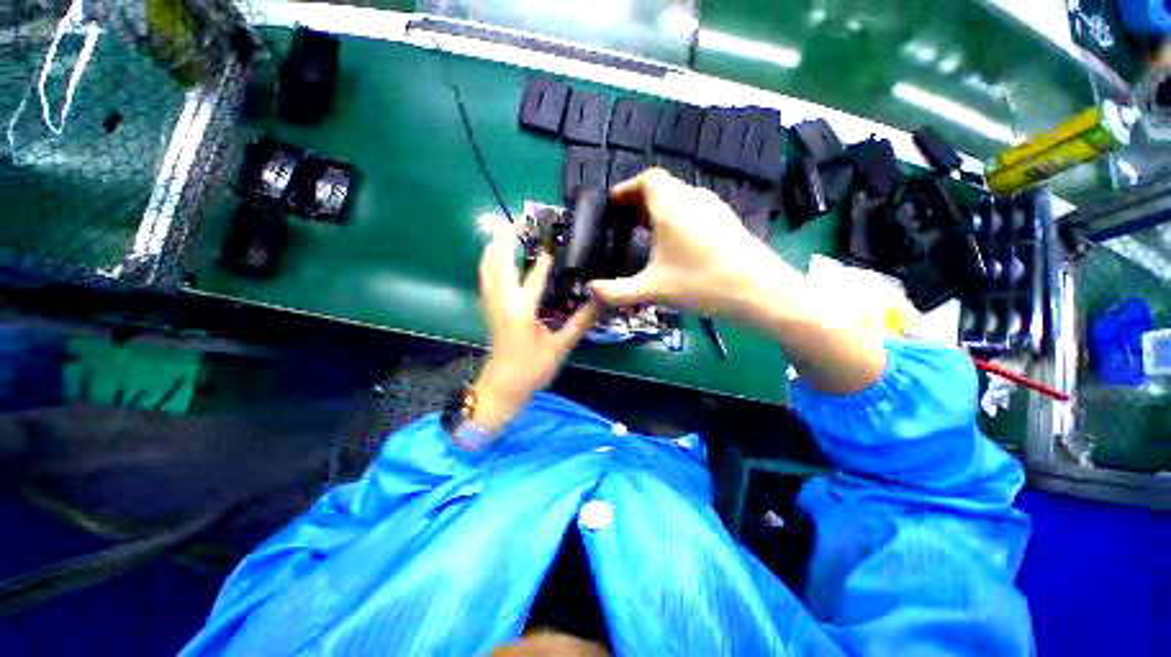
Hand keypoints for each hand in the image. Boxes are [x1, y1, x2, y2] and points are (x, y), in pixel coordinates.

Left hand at [473, 217, 597, 432]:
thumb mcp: (560, 347)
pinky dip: (494, 258)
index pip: (535, 273)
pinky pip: (487, 274)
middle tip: (527, 218)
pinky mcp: (489, 306)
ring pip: (487, 264)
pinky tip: (504, 256)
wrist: (501, 389)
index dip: (547, 254)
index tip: (557, 234)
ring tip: (514, 230)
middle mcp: (501, 299)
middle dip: (510, 234)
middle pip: (499, 257)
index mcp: (520, 309)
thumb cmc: (531, 370)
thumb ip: (581, 322)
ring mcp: (491, 302)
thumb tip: (600, 301)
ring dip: (499, 243)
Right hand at [588, 168, 784, 315]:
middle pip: (662, 186)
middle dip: (640, 199)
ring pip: (679, 197)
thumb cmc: (701, 284)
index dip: (627, 187)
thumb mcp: (653, 289)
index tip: (613, 203)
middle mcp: (693, 198)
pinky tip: (675, 241)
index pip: (647, 179)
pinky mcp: (726, 219)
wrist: (759, 290)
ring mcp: (713, 207)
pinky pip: (694, 208)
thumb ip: (617, 291)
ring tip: (646, 231)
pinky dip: (677, 215)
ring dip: (659, 207)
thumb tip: (590, 291)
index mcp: (672, 206)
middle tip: (625, 221)